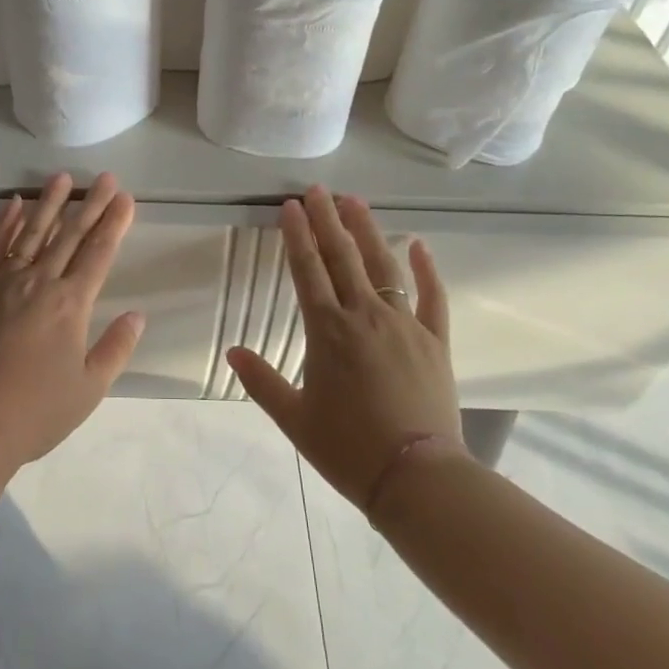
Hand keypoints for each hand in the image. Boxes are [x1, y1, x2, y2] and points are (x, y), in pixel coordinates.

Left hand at [0, 172, 144, 466]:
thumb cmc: (36, 411)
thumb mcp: (89, 388)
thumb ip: (116, 347)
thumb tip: (138, 314)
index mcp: (70, 304)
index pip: (98, 253)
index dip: (113, 223)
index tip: (125, 198)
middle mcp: (40, 282)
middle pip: (70, 234)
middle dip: (90, 204)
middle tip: (105, 177)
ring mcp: (5, 282)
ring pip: (33, 232)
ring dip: (50, 202)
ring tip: (63, 177)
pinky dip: (6, 223)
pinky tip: (15, 203)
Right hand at [227, 186, 466, 506]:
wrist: (416, 478)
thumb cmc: (347, 448)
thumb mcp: (294, 418)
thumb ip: (261, 381)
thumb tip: (233, 352)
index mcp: (328, 330)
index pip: (307, 269)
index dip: (297, 234)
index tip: (290, 205)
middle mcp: (365, 315)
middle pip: (342, 256)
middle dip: (327, 219)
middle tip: (318, 189)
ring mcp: (404, 324)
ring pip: (384, 265)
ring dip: (367, 230)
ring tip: (355, 201)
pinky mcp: (435, 340)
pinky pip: (432, 296)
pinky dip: (427, 268)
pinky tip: (418, 244)